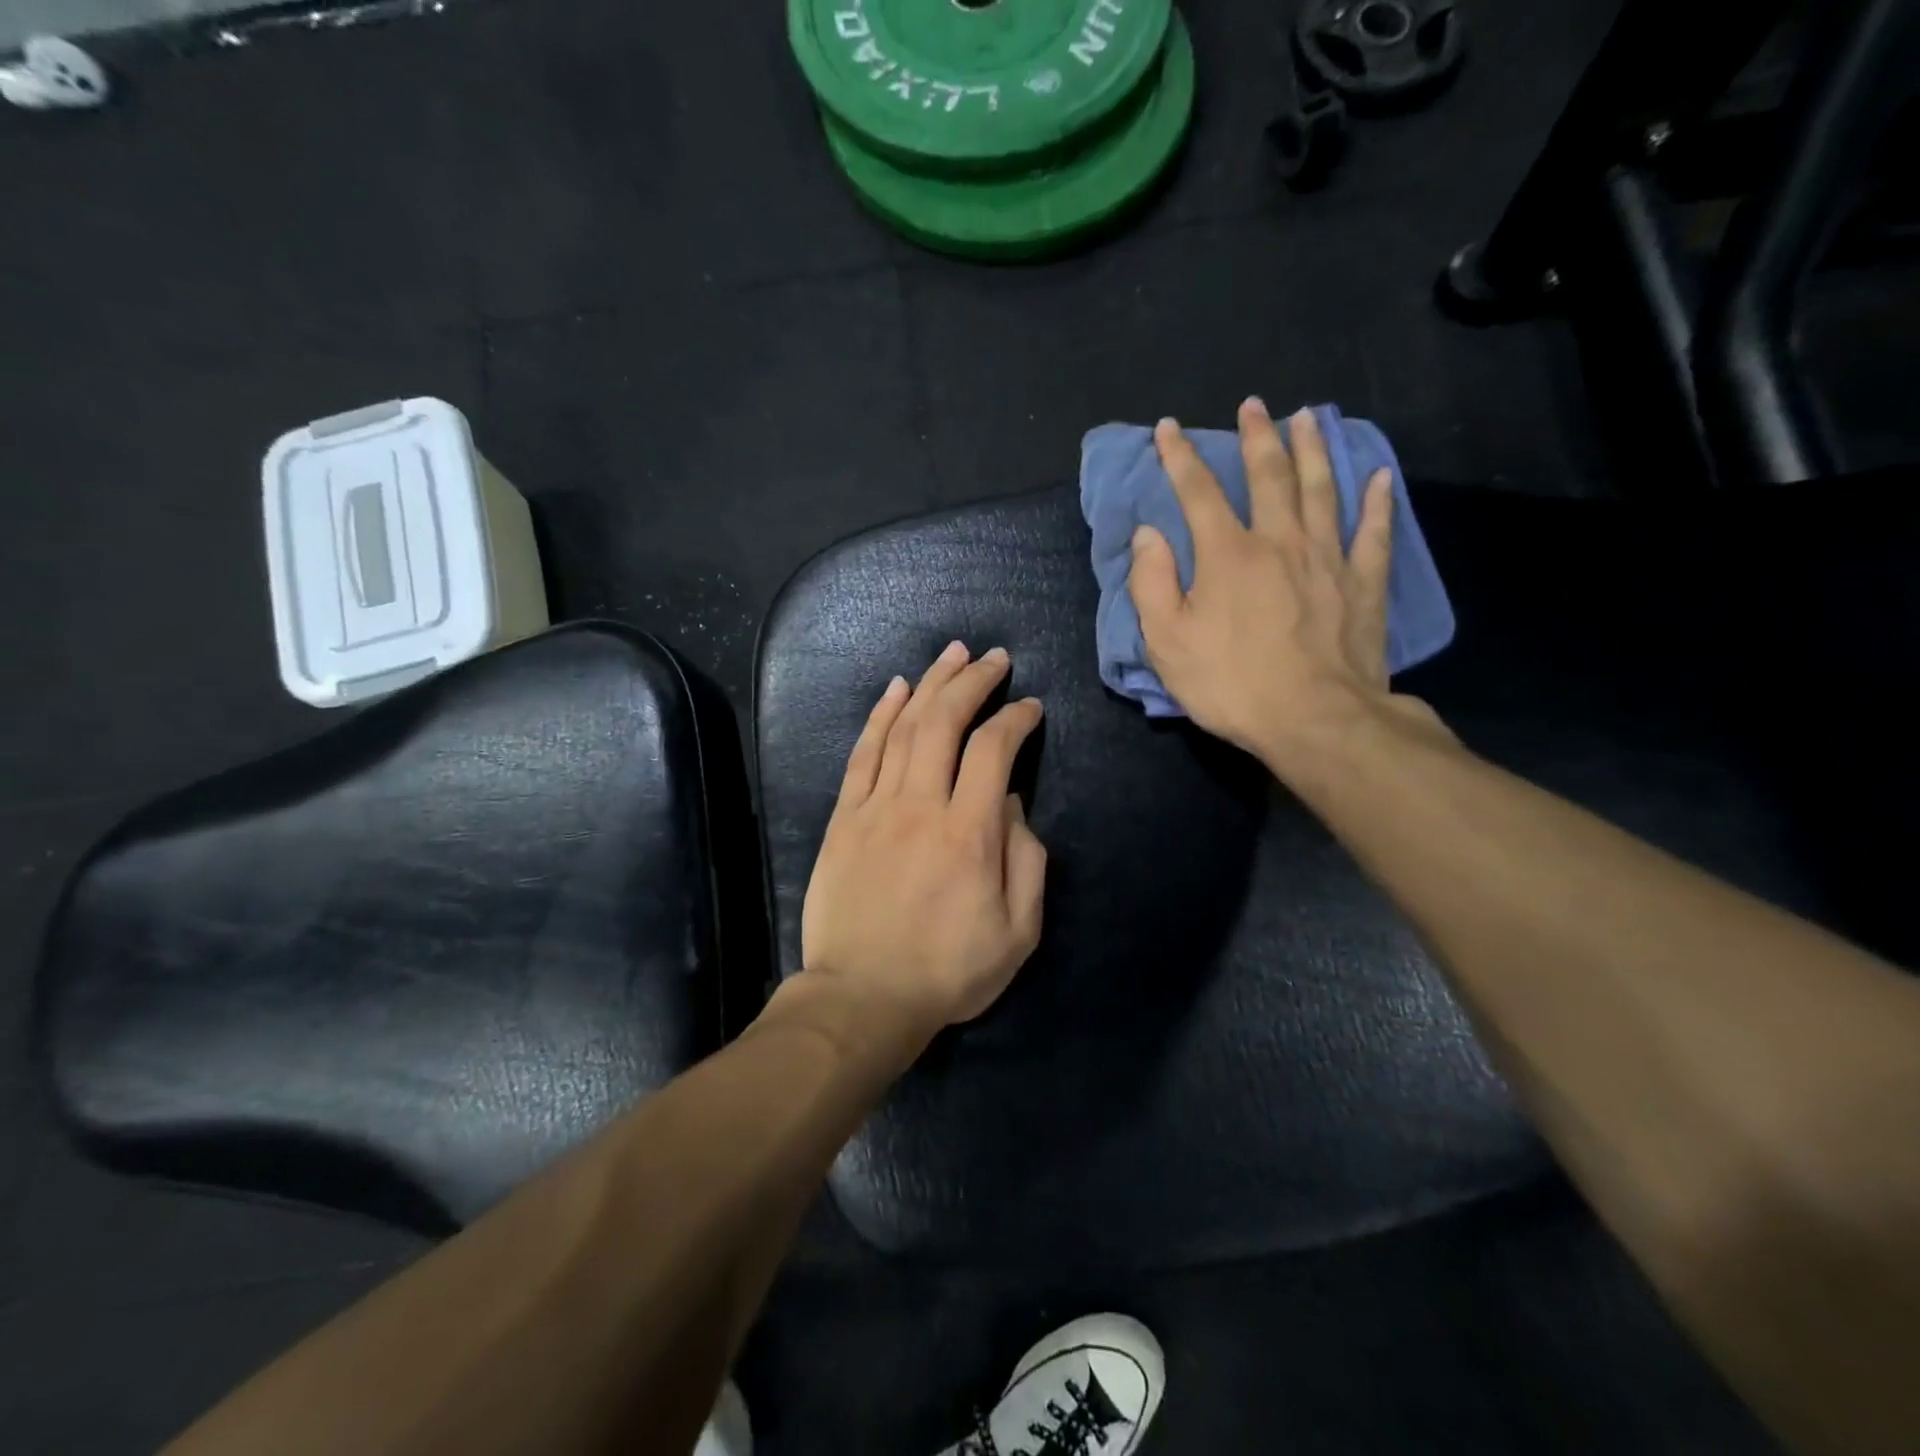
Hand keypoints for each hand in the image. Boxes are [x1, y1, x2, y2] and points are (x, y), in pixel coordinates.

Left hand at [801, 642, 1047, 1042]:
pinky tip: (896, 689)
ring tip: (952, 655)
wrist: (862, 997)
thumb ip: (1026, 861)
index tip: (1030, 707)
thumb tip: (1013, 805)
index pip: (996, 750)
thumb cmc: (948, 971)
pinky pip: (862, 754)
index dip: (1016, 719)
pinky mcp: (844, 818)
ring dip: (930, 684)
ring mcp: (876, 808)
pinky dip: (879, 715)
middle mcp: (921, 806)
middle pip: (945, 722)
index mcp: (970, 833)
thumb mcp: (1018, 932)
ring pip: (903, 727)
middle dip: (973, 681)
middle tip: (993, 657)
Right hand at [1128, 398, 1440, 772]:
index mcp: (1227, 555)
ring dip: (1313, 449)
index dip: (1180, 457)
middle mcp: (1279, 541)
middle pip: (1269, 476)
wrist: (1315, 720)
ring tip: (1308, 417)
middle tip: (1253, 405)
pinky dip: (1376, 502)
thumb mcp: (1167, 642)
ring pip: (1322, 489)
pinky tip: (1379, 478)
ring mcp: (1328, 559)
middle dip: (1256, 437)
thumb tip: (1148, 534)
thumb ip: (1152, 583)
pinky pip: (1373, 532)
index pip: (1198, 492)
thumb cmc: (1231, 684)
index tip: (1169, 428)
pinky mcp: (1363, 584)